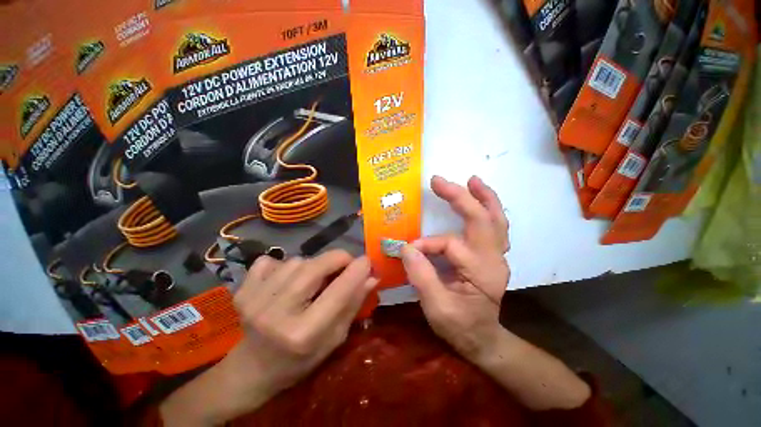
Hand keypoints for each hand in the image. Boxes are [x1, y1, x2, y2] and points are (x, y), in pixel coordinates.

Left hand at [161, 250, 376, 425]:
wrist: (251, 369)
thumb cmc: (300, 359)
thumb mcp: (334, 339)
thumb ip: (353, 304)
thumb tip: (371, 276)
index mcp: (303, 334)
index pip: (339, 291)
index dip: (357, 270)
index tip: (367, 261)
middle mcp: (276, 313)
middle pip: (315, 266)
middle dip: (338, 258)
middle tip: (344, 265)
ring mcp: (255, 299)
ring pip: (297, 260)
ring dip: (312, 265)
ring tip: (311, 282)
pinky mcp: (242, 290)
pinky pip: (271, 260)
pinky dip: (284, 265)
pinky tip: (284, 281)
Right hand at [402, 175, 590, 410]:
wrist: (483, 338)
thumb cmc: (460, 326)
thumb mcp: (437, 308)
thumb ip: (421, 277)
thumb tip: (406, 248)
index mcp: (481, 272)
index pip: (450, 245)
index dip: (427, 244)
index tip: (407, 250)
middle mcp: (494, 259)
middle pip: (482, 220)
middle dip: (460, 197)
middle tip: (439, 181)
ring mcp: (497, 255)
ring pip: (496, 219)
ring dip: (484, 197)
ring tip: (471, 180)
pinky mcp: (493, 254)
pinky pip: (495, 226)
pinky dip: (489, 208)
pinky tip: (480, 197)